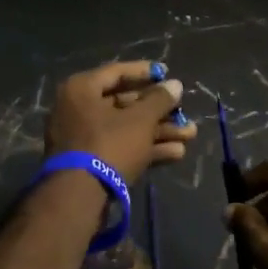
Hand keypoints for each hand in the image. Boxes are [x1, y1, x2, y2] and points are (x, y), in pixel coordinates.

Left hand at [44, 61, 196, 183]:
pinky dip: (146, 148)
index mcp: (81, 90)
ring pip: (126, 128)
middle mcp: (78, 110)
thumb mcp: (140, 120)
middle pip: (124, 103)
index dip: (145, 72)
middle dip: (159, 111)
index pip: (116, 72)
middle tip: (183, 112)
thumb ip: (159, 100)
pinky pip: (120, 147)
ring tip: (190, 135)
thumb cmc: (109, 145)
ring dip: (159, 131)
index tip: (167, 73)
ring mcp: (83, 138)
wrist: (79, 196)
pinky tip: (176, 153)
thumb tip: (175, 84)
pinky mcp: (90, 162)